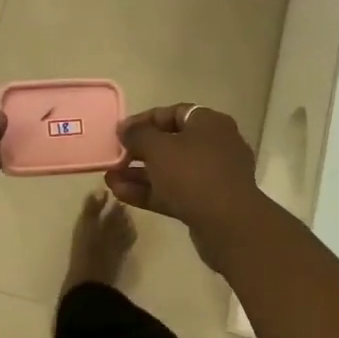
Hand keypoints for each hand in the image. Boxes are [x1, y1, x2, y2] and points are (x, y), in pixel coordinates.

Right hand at [104, 104, 263, 269]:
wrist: (228, 224)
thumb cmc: (193, 173)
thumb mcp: (159, 148)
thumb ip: (138, 134)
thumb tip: (125, 128)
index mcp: (210, 124)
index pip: (174, 113)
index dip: (144, 120)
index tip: (120, 131)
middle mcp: (215, 146)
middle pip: (171, 143)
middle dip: (139, 151)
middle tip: (114, 157)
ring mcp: (212, 177)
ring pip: (170, 170)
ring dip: (140, 174)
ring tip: (110, 178)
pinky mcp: (206, 203)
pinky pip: (174, 191)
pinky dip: (149, 191)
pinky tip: (120, 193)